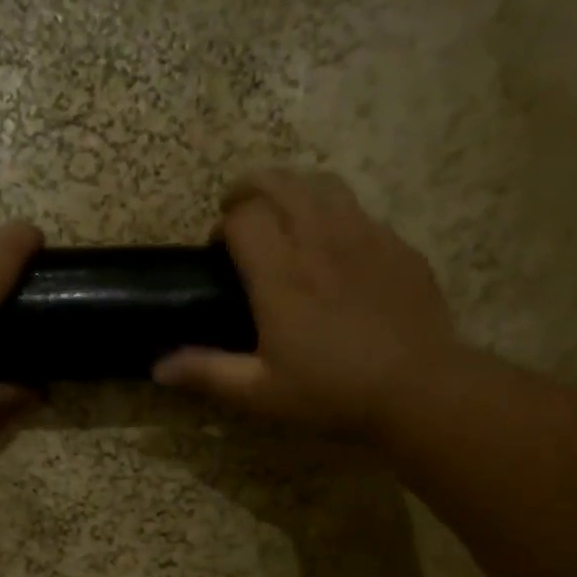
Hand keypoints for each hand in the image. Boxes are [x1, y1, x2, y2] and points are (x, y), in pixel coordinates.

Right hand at [153, 169, 456, 433]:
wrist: (418, 388)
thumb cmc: (331, 392)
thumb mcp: (260, 393)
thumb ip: (207, 373)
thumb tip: (158, 368)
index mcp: (281, 274)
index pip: (244, 217)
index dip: (224, 224)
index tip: (218, 249)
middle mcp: (320, 240)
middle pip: (281, 183)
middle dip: (251, 187)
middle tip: (239, 211)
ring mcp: (364, 237)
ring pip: (324, 185)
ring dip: (294, 189)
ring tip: (285, 212)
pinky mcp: (397, 247)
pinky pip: (360, 211)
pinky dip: (336, 214)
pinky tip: (336, 247)